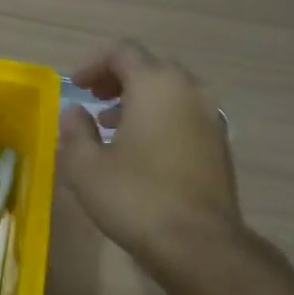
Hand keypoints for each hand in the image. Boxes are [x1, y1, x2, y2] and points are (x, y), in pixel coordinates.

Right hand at [58, 40, 244, 278]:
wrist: (198, 243)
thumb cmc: (134, 197)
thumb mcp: (86, 166)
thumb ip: (75, 131)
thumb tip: (75, 112)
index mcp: (155, 85)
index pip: (123, 51)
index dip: (94, 63)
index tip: (75, 86)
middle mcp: (189, 91)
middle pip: (150, 67)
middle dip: (119, 79)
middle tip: (94, 100)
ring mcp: (210, 117)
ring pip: (171, 92)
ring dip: (140, 100)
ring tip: (112, 126)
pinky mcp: (219, 145)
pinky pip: (184, 116)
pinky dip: (160, 119)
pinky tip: (141, 151)